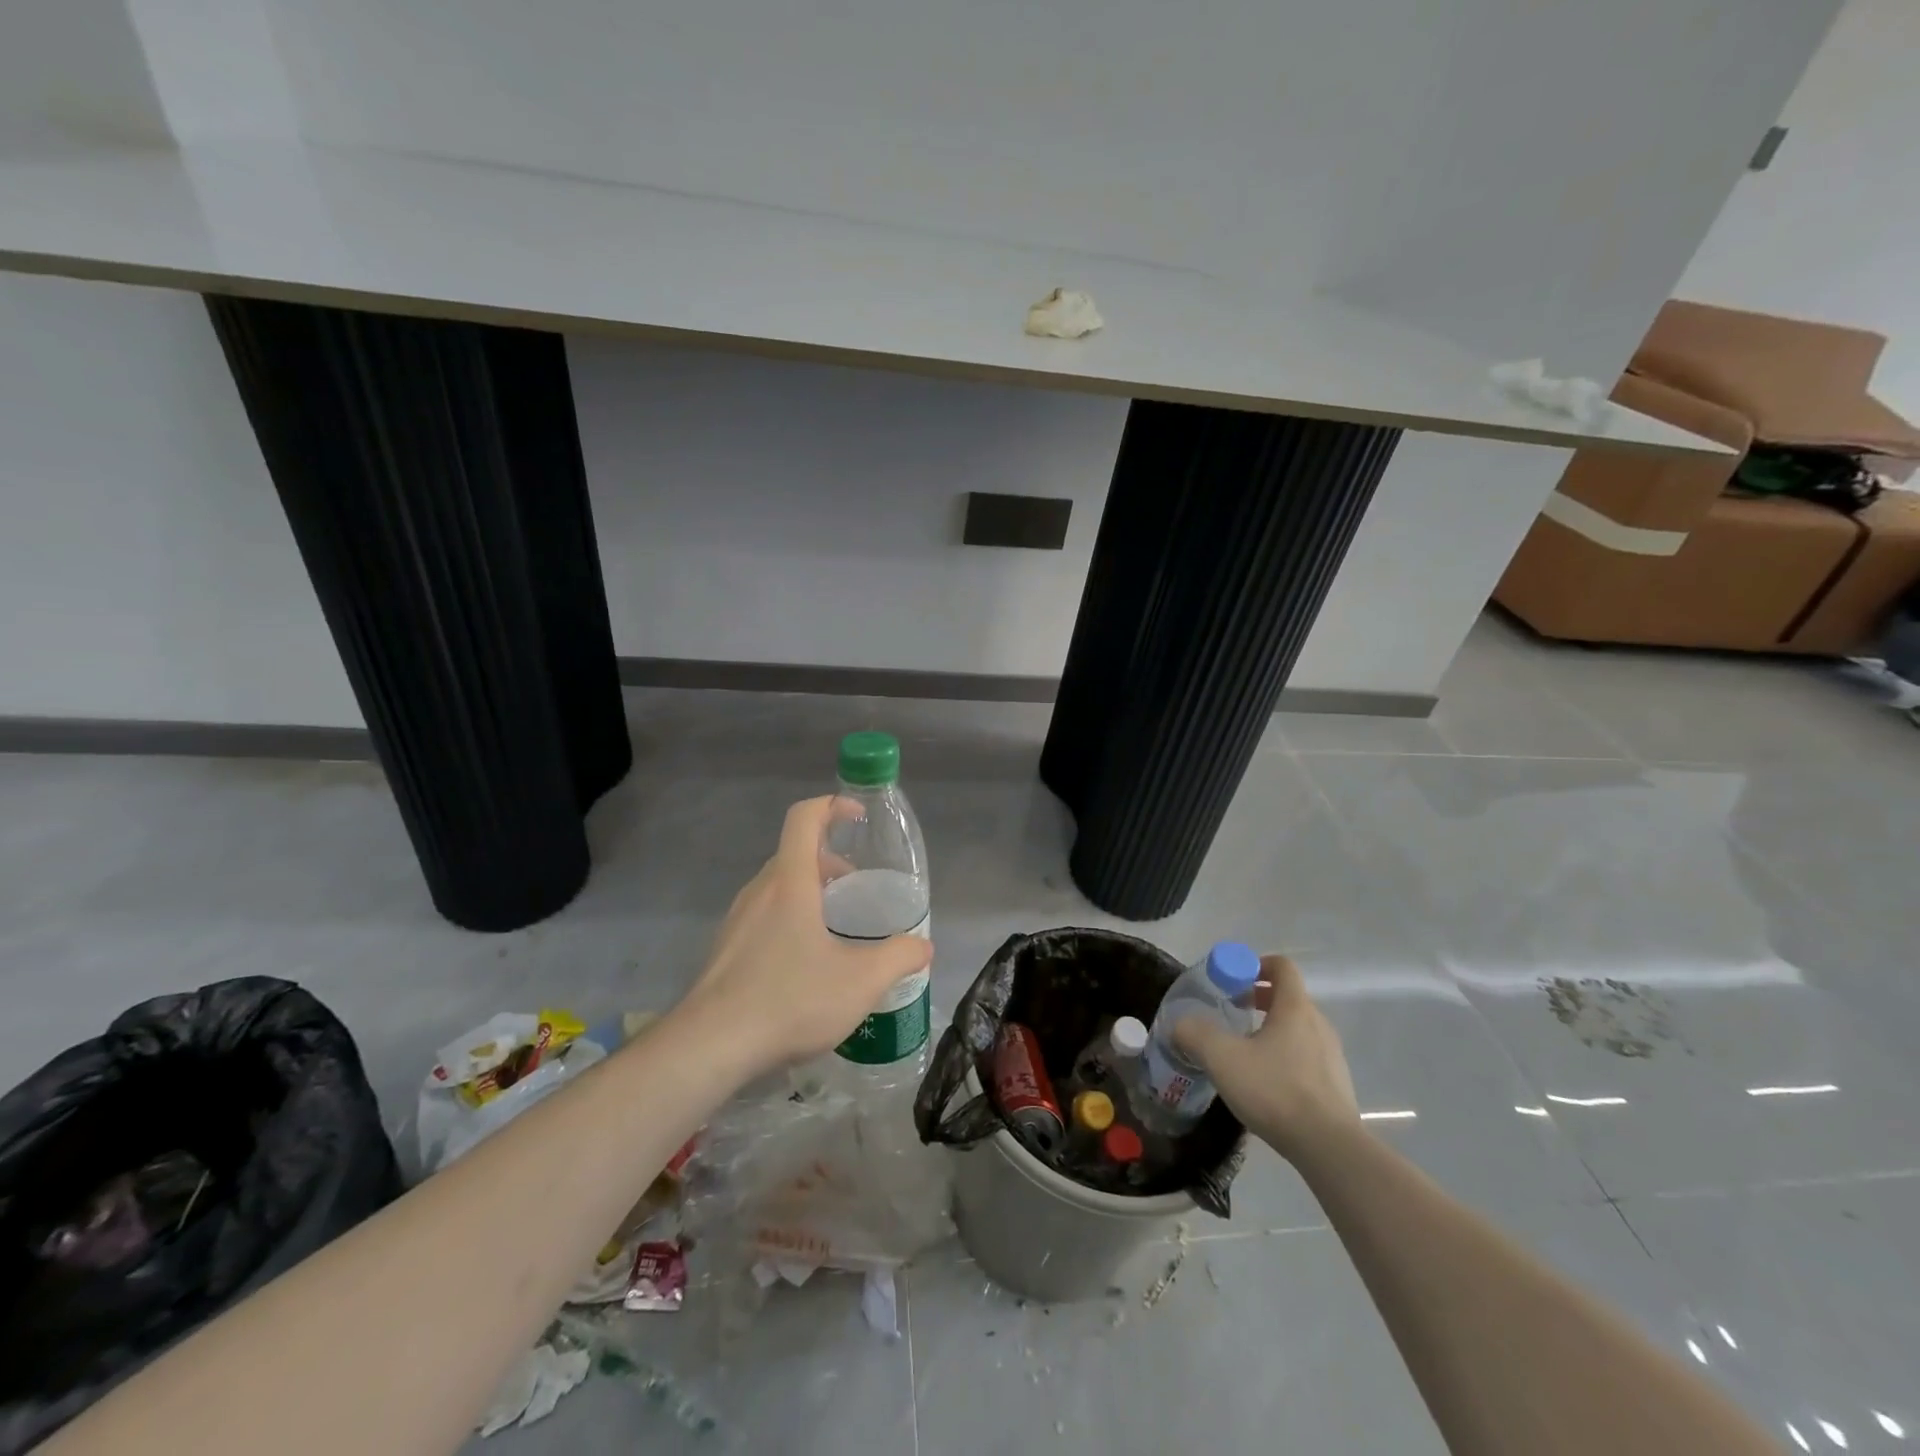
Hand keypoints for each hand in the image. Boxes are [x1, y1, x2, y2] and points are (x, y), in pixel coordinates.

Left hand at [676, 797, 933, 1074]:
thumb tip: (923, 946)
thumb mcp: (861, 981)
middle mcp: (759, 891)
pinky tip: (804, 965)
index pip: (804, 818)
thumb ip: (899, 957)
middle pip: (793, 853)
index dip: (832, 806)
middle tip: (856, 886)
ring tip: (834, 928)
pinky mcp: (725, 950)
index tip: (857, 816)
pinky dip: (789, 919)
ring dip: (808, 891)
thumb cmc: (790, 999)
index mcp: (790, 882)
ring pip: (777, 887)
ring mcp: (736, 920)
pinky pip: (762, 916)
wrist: (710, 1047)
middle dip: (828, 860)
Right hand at [1173, 954, 1358, 1160]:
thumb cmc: (1275, 1090)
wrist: (1329, 1148)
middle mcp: (1318, 1025)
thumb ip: (1194, 1033)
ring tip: (1244, 1052)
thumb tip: (1178, 1024)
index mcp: (1295, 1008)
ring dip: (1271, 1030)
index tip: (1233, 980)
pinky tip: (1266, 1084)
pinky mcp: (1336, 1086)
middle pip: (1288, 998)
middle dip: (1259, 999)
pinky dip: (1285, 1058)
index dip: (1256, 964)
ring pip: (1298, 1029)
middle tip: (1231, 1013)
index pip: (1282, 967)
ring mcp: (1332, 1057)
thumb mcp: (1222, 1058)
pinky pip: (1307, 1058)